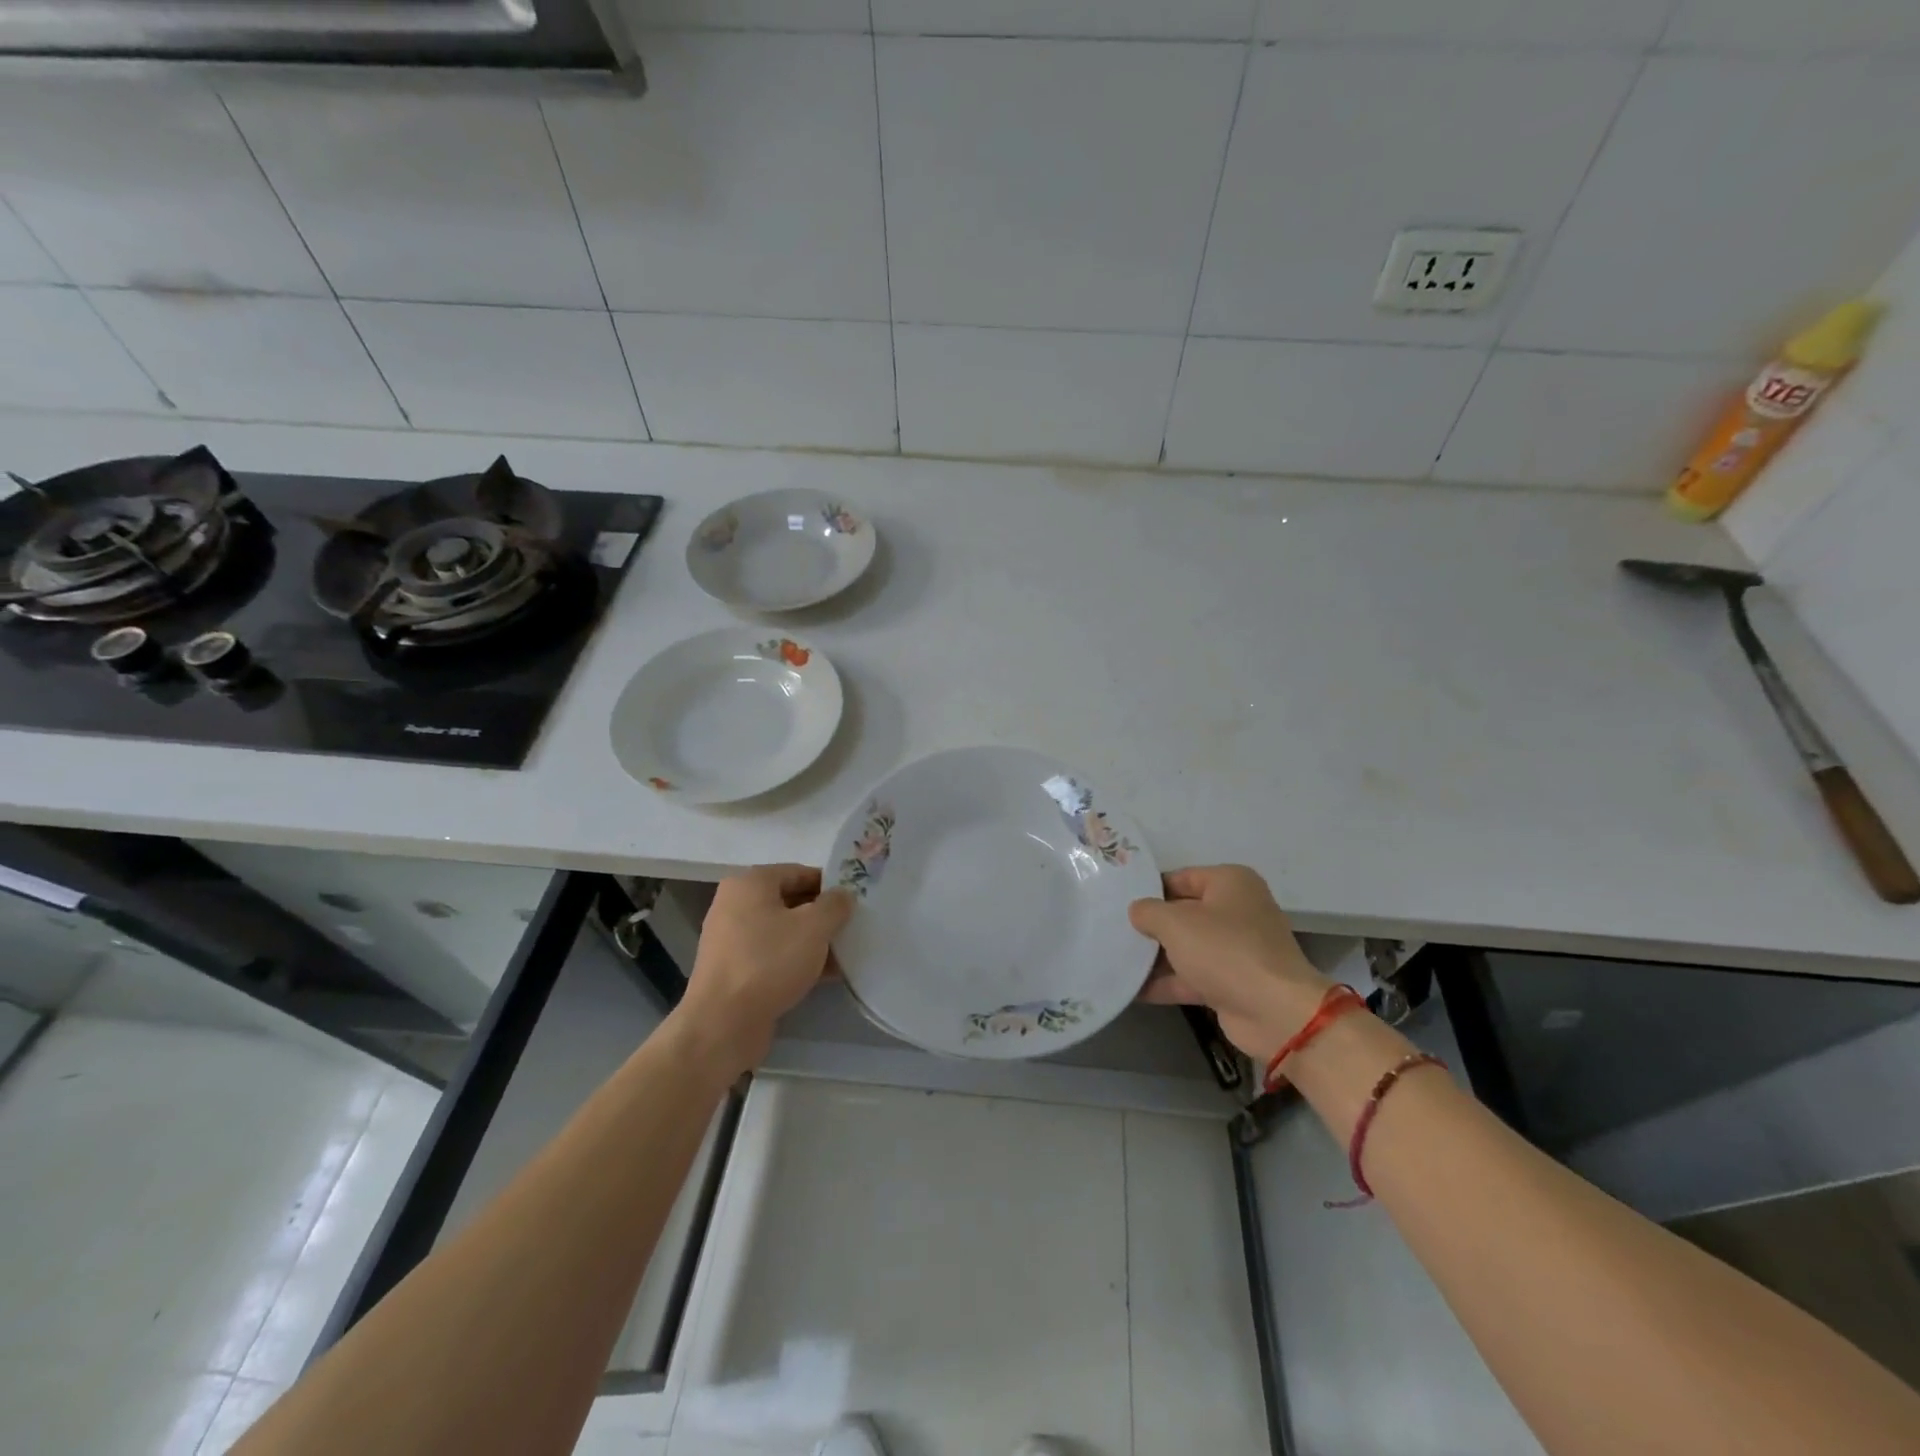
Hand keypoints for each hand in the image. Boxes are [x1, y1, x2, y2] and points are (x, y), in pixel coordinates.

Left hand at [676, 864, 853, 1073]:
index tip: (855, 900)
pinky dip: (798, 961)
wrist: (723, 1024)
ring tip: (847, 952)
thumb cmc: (769, 962)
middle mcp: (735, 906)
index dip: (829, 884)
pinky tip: (827, 975)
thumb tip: (843, 896)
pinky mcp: (735, 971)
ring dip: (814, 940)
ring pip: (783, 931)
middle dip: (823, 914)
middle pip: (790, 901)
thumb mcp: (813, 927)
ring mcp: (733, 940)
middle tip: (854, 925)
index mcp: (750, 884)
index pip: (798, 872)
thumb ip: (834, 905)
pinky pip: (774, 956)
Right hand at [1129, 865, 1334, 1064]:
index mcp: (1230, 883)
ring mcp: (1237, 949)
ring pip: (1187, 947)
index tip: (1119, 901)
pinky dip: (1167, 982)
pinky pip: (1192, 976)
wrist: (1274, 1012)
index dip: (1149, 889)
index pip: (1180, 878)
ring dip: (1155, 956)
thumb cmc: (1224, 950)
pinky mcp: (1233, 983)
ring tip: (1115, 958)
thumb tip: (1137, 911)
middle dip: (1151, 925)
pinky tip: (1132, 989)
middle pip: (1183, 913)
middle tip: (1113, 929)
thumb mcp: (1176, 922)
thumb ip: (1148, 911)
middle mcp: (1237, 911)